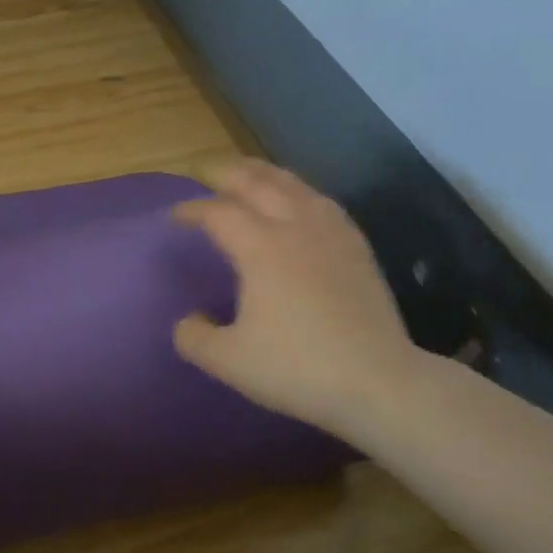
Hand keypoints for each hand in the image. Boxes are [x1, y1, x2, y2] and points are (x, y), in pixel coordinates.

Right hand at [173, 160, 428, 437]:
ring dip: (263, 173)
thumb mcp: (228, 361)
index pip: (217, 213)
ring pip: (292, 185)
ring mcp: (331, 233)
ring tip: (246, 172)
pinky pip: (321, 201)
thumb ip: (193, 337)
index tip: (173, 215)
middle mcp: (295, 227)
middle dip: (225, 173)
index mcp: (260, 248)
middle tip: (203, 171)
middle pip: (255, 183)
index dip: (191, 210)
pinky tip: (299, 199)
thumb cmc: (297, 368)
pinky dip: (298, 190)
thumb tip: (189, 320)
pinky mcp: (356, 247)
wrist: (379, 382)